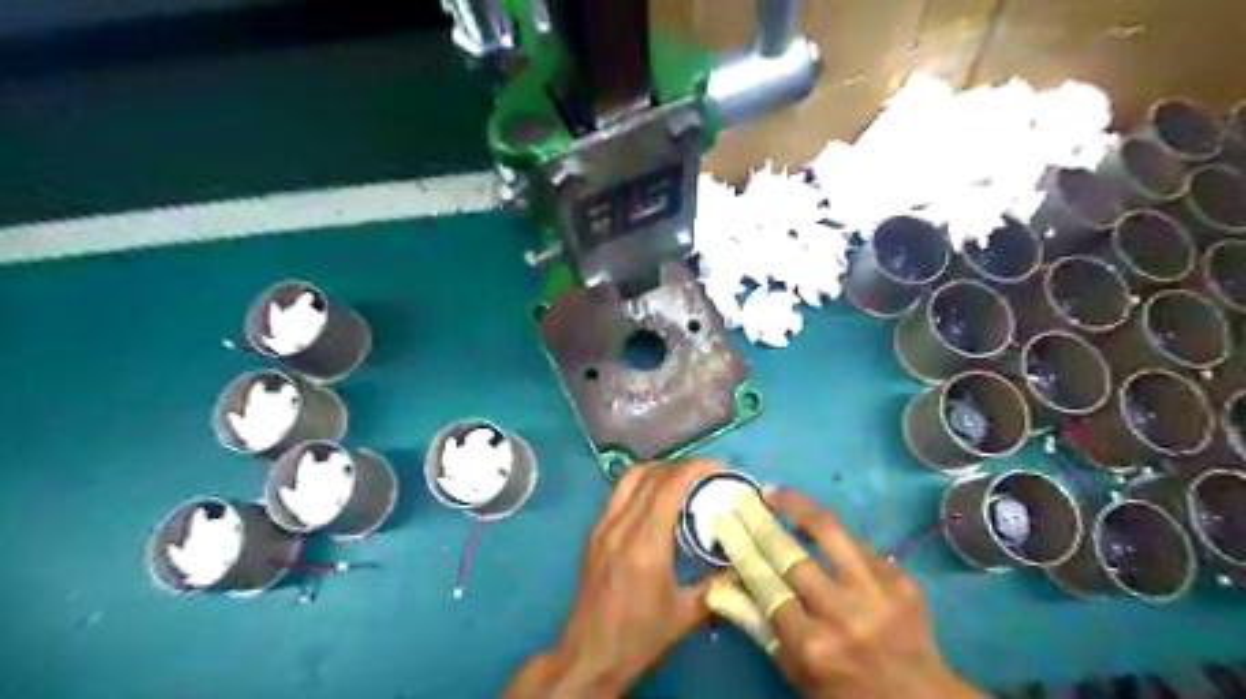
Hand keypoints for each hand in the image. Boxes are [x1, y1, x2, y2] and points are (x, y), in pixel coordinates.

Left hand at [501, 457, 720, 698]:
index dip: (696, 467)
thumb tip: (742, 564)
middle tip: (707, 473)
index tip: (720, 467)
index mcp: (645, 542)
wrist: (588, 654)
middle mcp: (620, 525)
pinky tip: (657, 500)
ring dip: (658, 469)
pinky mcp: (594, 533)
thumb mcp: (685, 614)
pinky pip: (619, 493)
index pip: (669, 485)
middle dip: (681, 465)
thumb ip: (716, 585)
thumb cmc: (638, 637)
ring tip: (683, 479)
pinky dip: (642, 484)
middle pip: (650, 474)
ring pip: (630, 478)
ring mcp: (602, 526)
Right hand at [722, 490, 983, 698]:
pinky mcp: (901, 579)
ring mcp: (876, 592)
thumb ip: (756, 625)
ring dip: (798, 506)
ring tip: (775, 491)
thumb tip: (717, 587)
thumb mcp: (794, 669)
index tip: (724, 520)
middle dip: (760, 521)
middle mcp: (842, 614)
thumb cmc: (843, 687)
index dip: (741, 547)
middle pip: (791, 555)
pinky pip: (858, 543)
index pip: (765, 584)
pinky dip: (833, 533)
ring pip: (830, 532)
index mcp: (812, 644)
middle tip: (742, 498)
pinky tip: (816, 523)